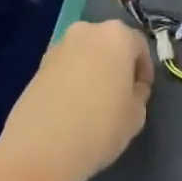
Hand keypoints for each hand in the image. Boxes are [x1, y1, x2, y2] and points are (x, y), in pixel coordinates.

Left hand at [0, 21, 152, 180]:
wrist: (40, 148)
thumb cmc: (100, 126)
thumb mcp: (136, 114)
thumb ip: (139, 93)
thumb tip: (130, 88)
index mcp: (117, 35)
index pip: (139, 46)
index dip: (144, 70)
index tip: (142, 92)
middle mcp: (86, 31)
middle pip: (109, 44)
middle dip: (117, 65)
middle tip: (120, 94)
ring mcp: (58, 47)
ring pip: (85, 55)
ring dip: (93, 72)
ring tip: (94, 103)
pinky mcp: (37, 67)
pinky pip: (65, 69)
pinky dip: (72, 81)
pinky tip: (72, 108)